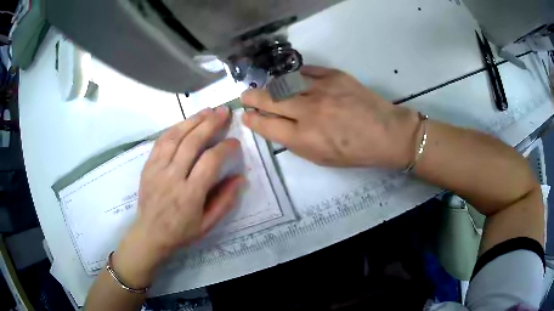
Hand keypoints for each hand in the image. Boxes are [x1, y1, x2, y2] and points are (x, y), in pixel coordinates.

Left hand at [113, 107, 243, 287]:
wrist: (150, 234)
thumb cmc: (181, 231)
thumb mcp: (208, 224)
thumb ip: (225, 201)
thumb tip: (240, 178)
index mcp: (189, 194)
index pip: (209, 162)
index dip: (224, 148)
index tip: (235, 142)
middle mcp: (172, 177)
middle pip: (191, 142)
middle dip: (210, 123)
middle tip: (223, 111)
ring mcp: (157, 169)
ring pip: (175, 137)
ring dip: (192, 120)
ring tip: (207, 110)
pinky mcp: (148, 165)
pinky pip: (161, 141)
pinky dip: (174, 128)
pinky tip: (185, 121)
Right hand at [241, 66, 419, 168]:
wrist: (386, 133)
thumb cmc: (355, 153)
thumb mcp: (321, 158)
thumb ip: (296, 142)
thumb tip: (277, 126)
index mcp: (304, 138)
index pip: (267, 126)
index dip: (253, 120)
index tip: (246, 115)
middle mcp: (308, 111)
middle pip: (270, 100)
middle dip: (252, 98)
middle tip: (245, 96)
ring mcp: (321, 90)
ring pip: (284, 83)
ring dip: (271, 86)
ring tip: (267, 88)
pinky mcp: (334, 76)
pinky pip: (306, 71)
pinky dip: (295, 75)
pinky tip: (291, 78)